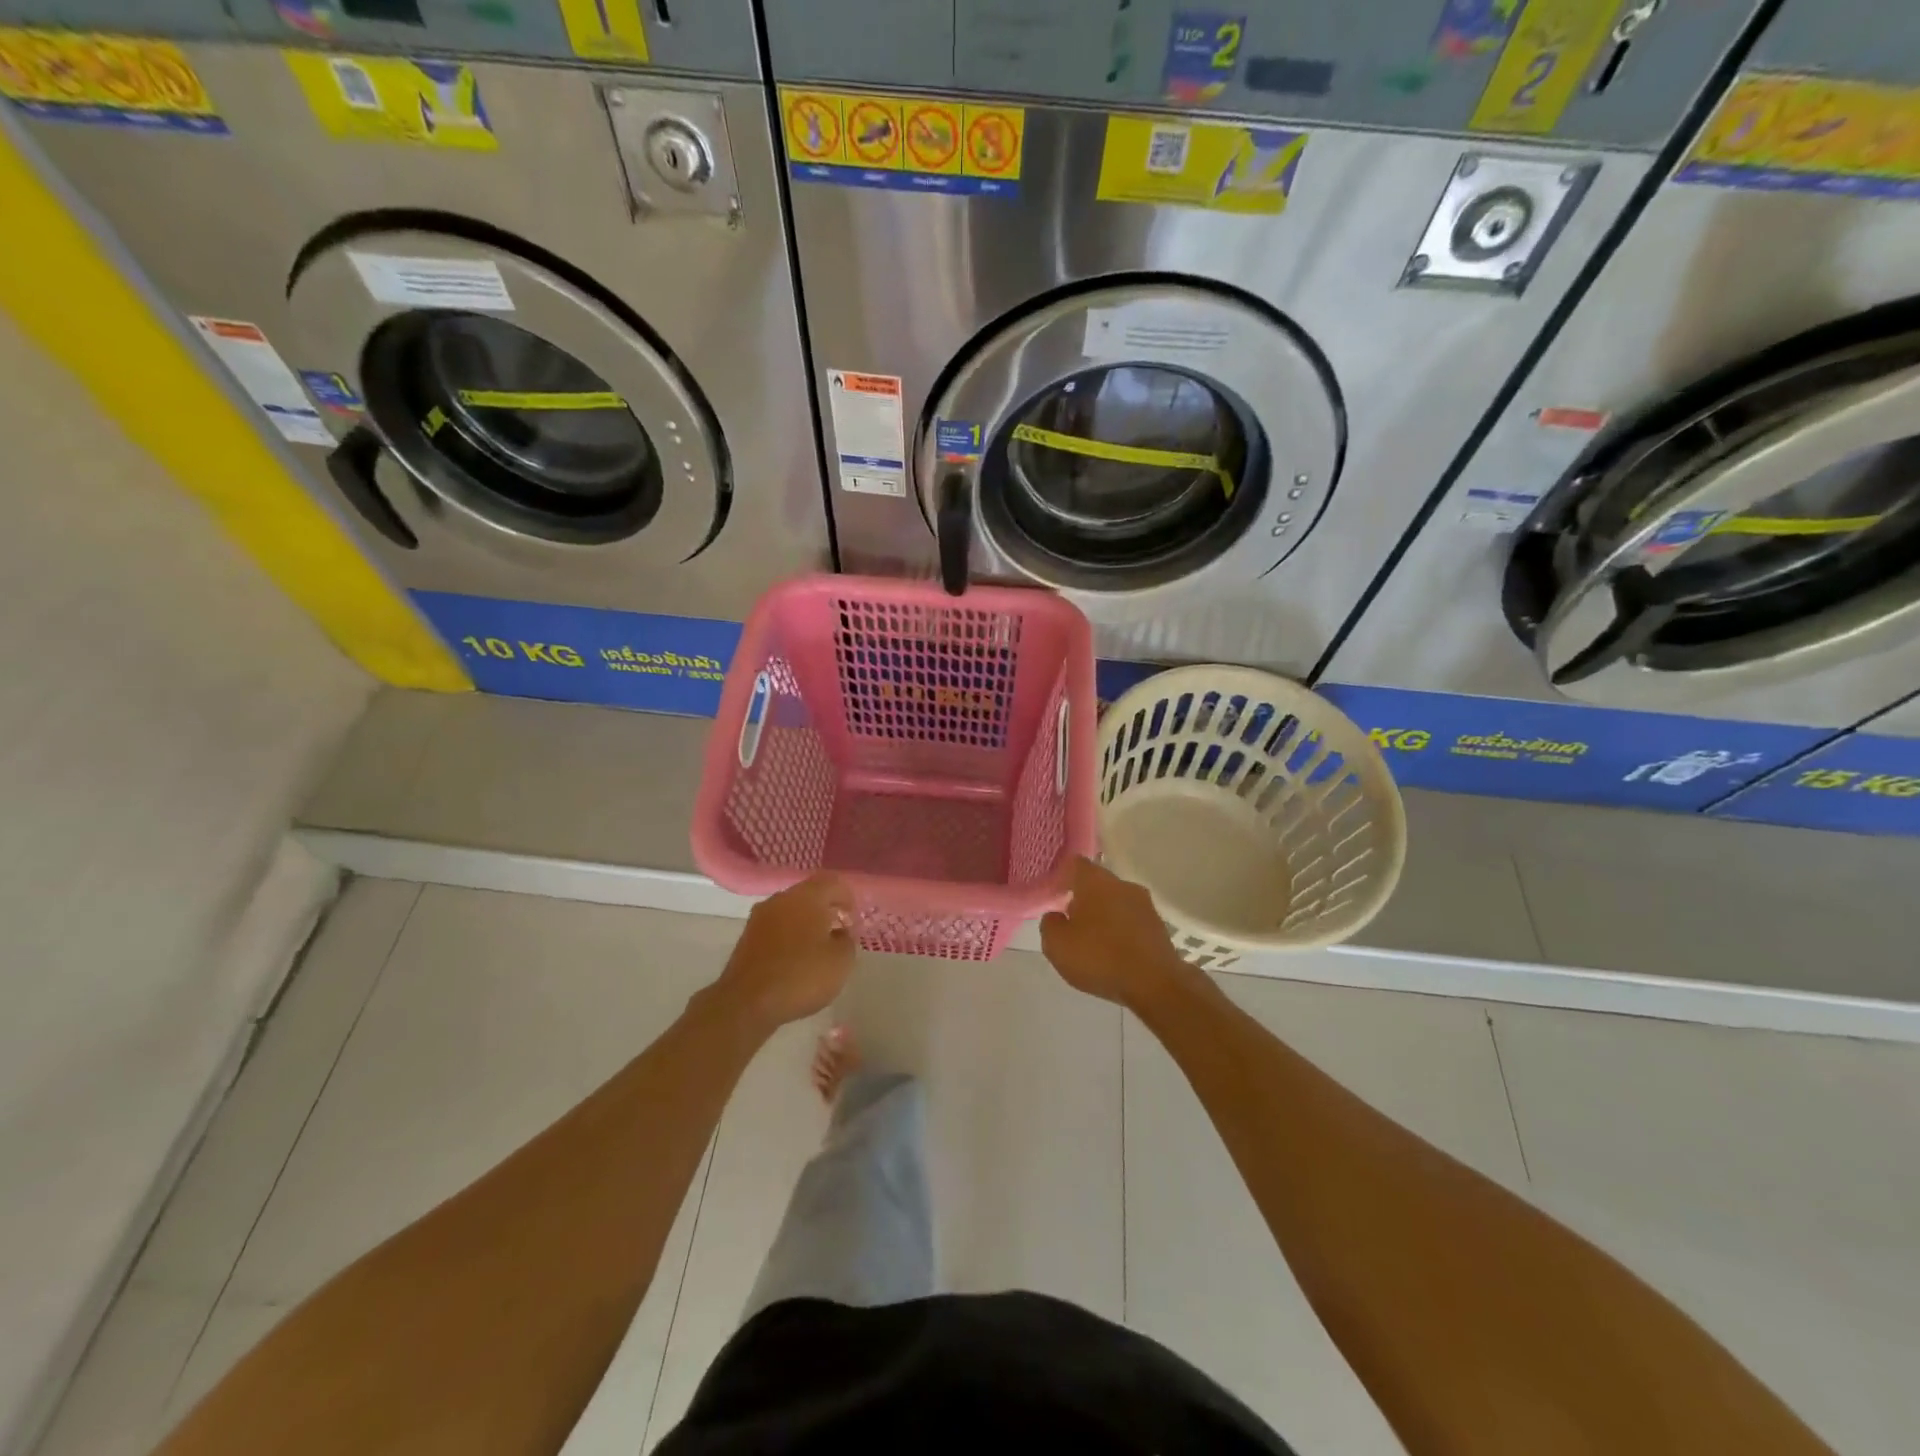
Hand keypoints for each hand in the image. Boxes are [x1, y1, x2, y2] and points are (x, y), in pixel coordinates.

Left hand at [712, 874, 856, 1030]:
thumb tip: (839, 932)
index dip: (848, 898)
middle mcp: (781, 899)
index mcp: (807, 896)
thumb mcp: (841, 961)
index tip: (853, 922)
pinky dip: (789, 936)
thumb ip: (847, 939)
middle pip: (810, 894)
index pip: (833, 882)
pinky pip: (776, 927)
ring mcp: (760, 917)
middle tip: (838, 933)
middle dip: (826, 910)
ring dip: (806, 923)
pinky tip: (795, 960)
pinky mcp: (747, 937)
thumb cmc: (801, 976)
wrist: (746, 1003)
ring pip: (791, 910)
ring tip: (817, 949)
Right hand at [1039, 858, 1197, 1010]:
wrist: (1155, 985)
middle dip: (1083, 899)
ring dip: (1104, 917)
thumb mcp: (1057, 945)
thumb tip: (1056, 916)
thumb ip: (1050, 924)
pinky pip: (1132, 922)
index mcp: (1095, 881)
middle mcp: (1122, 885)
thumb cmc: (1099, 958)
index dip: (1062, 877)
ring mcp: (1145, 905)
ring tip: (1093, 943)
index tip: (1054, 894)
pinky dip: (1121, 932)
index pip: (1075, 864)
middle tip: (1070, 923)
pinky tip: (1114, 954)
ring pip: (1116, 903)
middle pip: (1097, 884)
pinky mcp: (1159, 927)